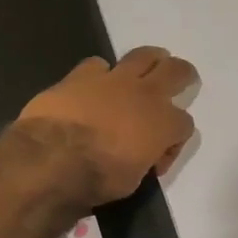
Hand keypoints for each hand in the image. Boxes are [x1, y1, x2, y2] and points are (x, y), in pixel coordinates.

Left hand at [18, 46, 197, 204]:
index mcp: (163, 125)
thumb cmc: (97, 178)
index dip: (175, 141)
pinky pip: (98, 64)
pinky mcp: (82, 74)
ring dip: (151, 59)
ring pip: (143, 55)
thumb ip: (142, 161)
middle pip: (176, 72)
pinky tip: (95, 83)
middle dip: (183, 75)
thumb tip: (138, 155)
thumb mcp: (131, 181)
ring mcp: (114, 80)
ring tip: (150, 63)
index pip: (185, 125)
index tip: (158, 158)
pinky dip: (100, 73)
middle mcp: (145, 95)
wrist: (52, 157)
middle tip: (183, 78)